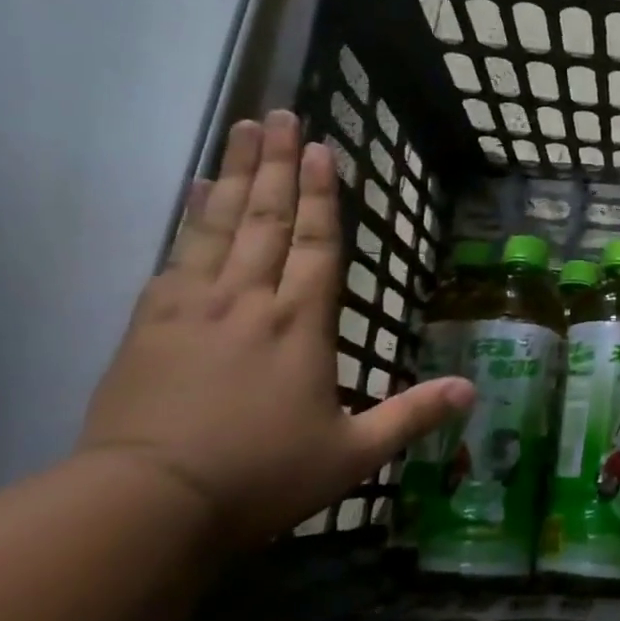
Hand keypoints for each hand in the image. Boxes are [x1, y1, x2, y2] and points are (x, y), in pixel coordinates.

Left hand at [78, 111, 472, 551]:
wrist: (146, 506)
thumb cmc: (260, 477)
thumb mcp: (351, 456)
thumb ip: (412, 416)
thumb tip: (473, 391)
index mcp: (300, 325)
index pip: (318, 244)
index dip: (324, 195)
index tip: (323, 148)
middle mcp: (249, 301)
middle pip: (267, 218)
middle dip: (278, 164)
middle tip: (280, 114)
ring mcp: (194, 307)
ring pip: (220, 225)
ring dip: (237, 174)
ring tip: (243, 129)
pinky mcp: (149, 324)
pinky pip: (176, 254)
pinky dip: (189, 217)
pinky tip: (195, 191)